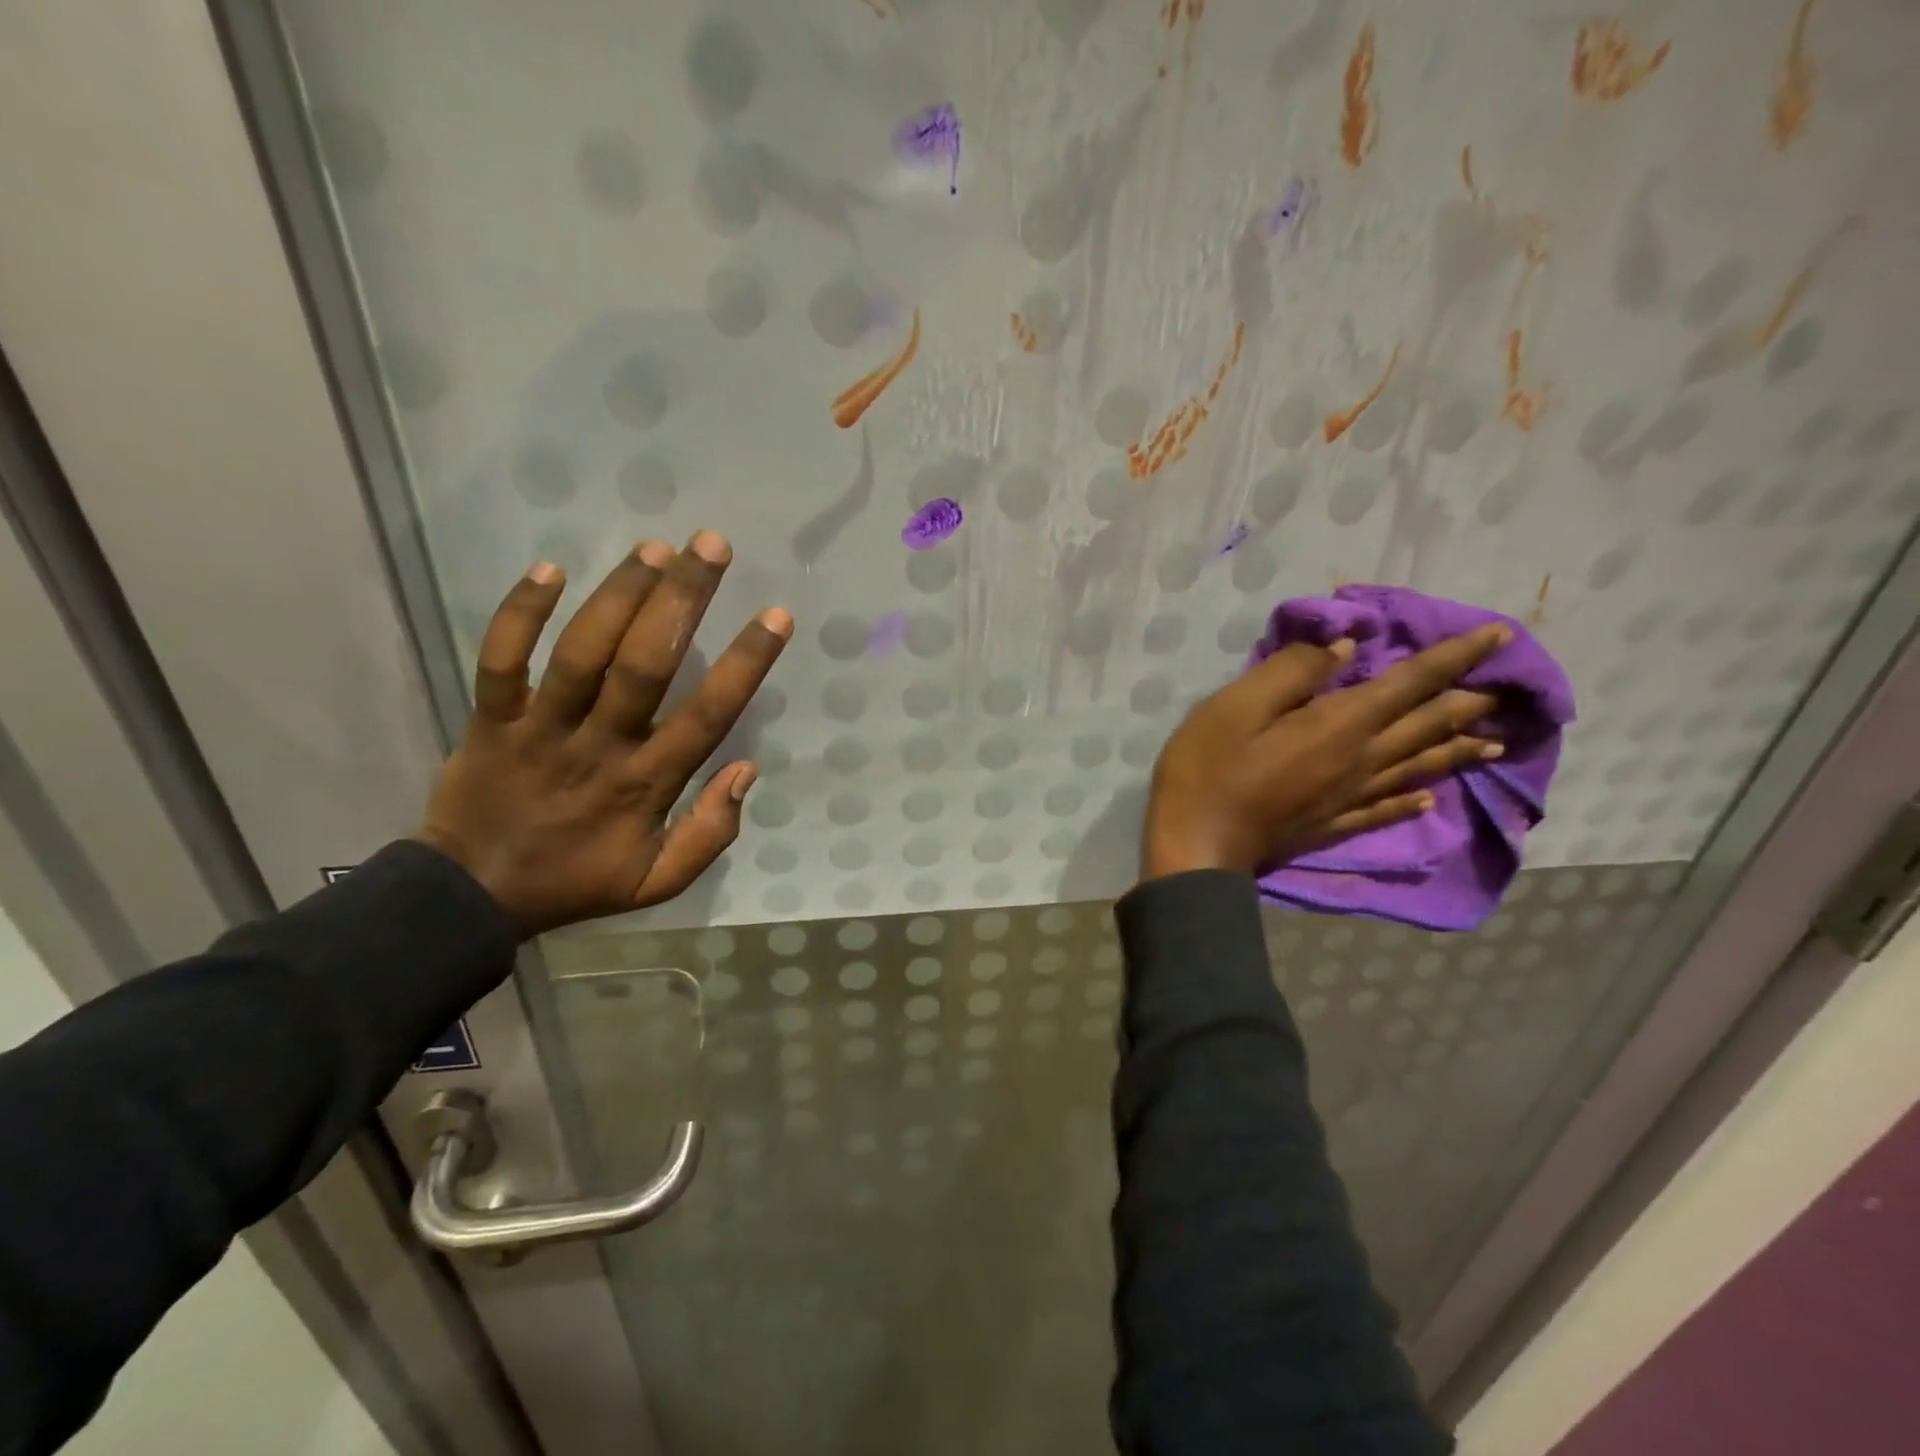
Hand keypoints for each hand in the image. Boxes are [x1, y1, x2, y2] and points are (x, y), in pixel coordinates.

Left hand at [414, 531, 791, 934]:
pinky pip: (500, 660)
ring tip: (655, 547)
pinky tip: (549, 569)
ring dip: (618, 596)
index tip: (776, 616)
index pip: (706, 716)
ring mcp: (539, 728)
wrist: (471, 894)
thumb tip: (747, 771)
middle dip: (682, 601)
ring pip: (580, 653)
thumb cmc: (577, 880)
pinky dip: (518, 614)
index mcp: (645, 784)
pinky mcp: (489, 718)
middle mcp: (599, 746)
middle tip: (712, 546)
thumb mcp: (658, 882)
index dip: (744, 664)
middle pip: (644, 666)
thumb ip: (711, 834)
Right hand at [1142, 624, 1510, 880]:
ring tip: (1493, 744)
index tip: (1501, 635)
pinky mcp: (1330, 825)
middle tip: (1509, 689)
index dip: (1455, 658)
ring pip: (1416, 769)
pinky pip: (1383, 811)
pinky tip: (1426, 801)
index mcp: (1339, 724)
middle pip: (1425, 728)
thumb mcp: (1236, 705)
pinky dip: (1410, 802)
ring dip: (1456, 752)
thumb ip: (1292, 672)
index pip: (1410, 683)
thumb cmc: (1208, 768)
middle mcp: (1359, 760)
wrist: (1196, 844)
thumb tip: (1345, 647)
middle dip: (1467, 703)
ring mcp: (1347, 799)